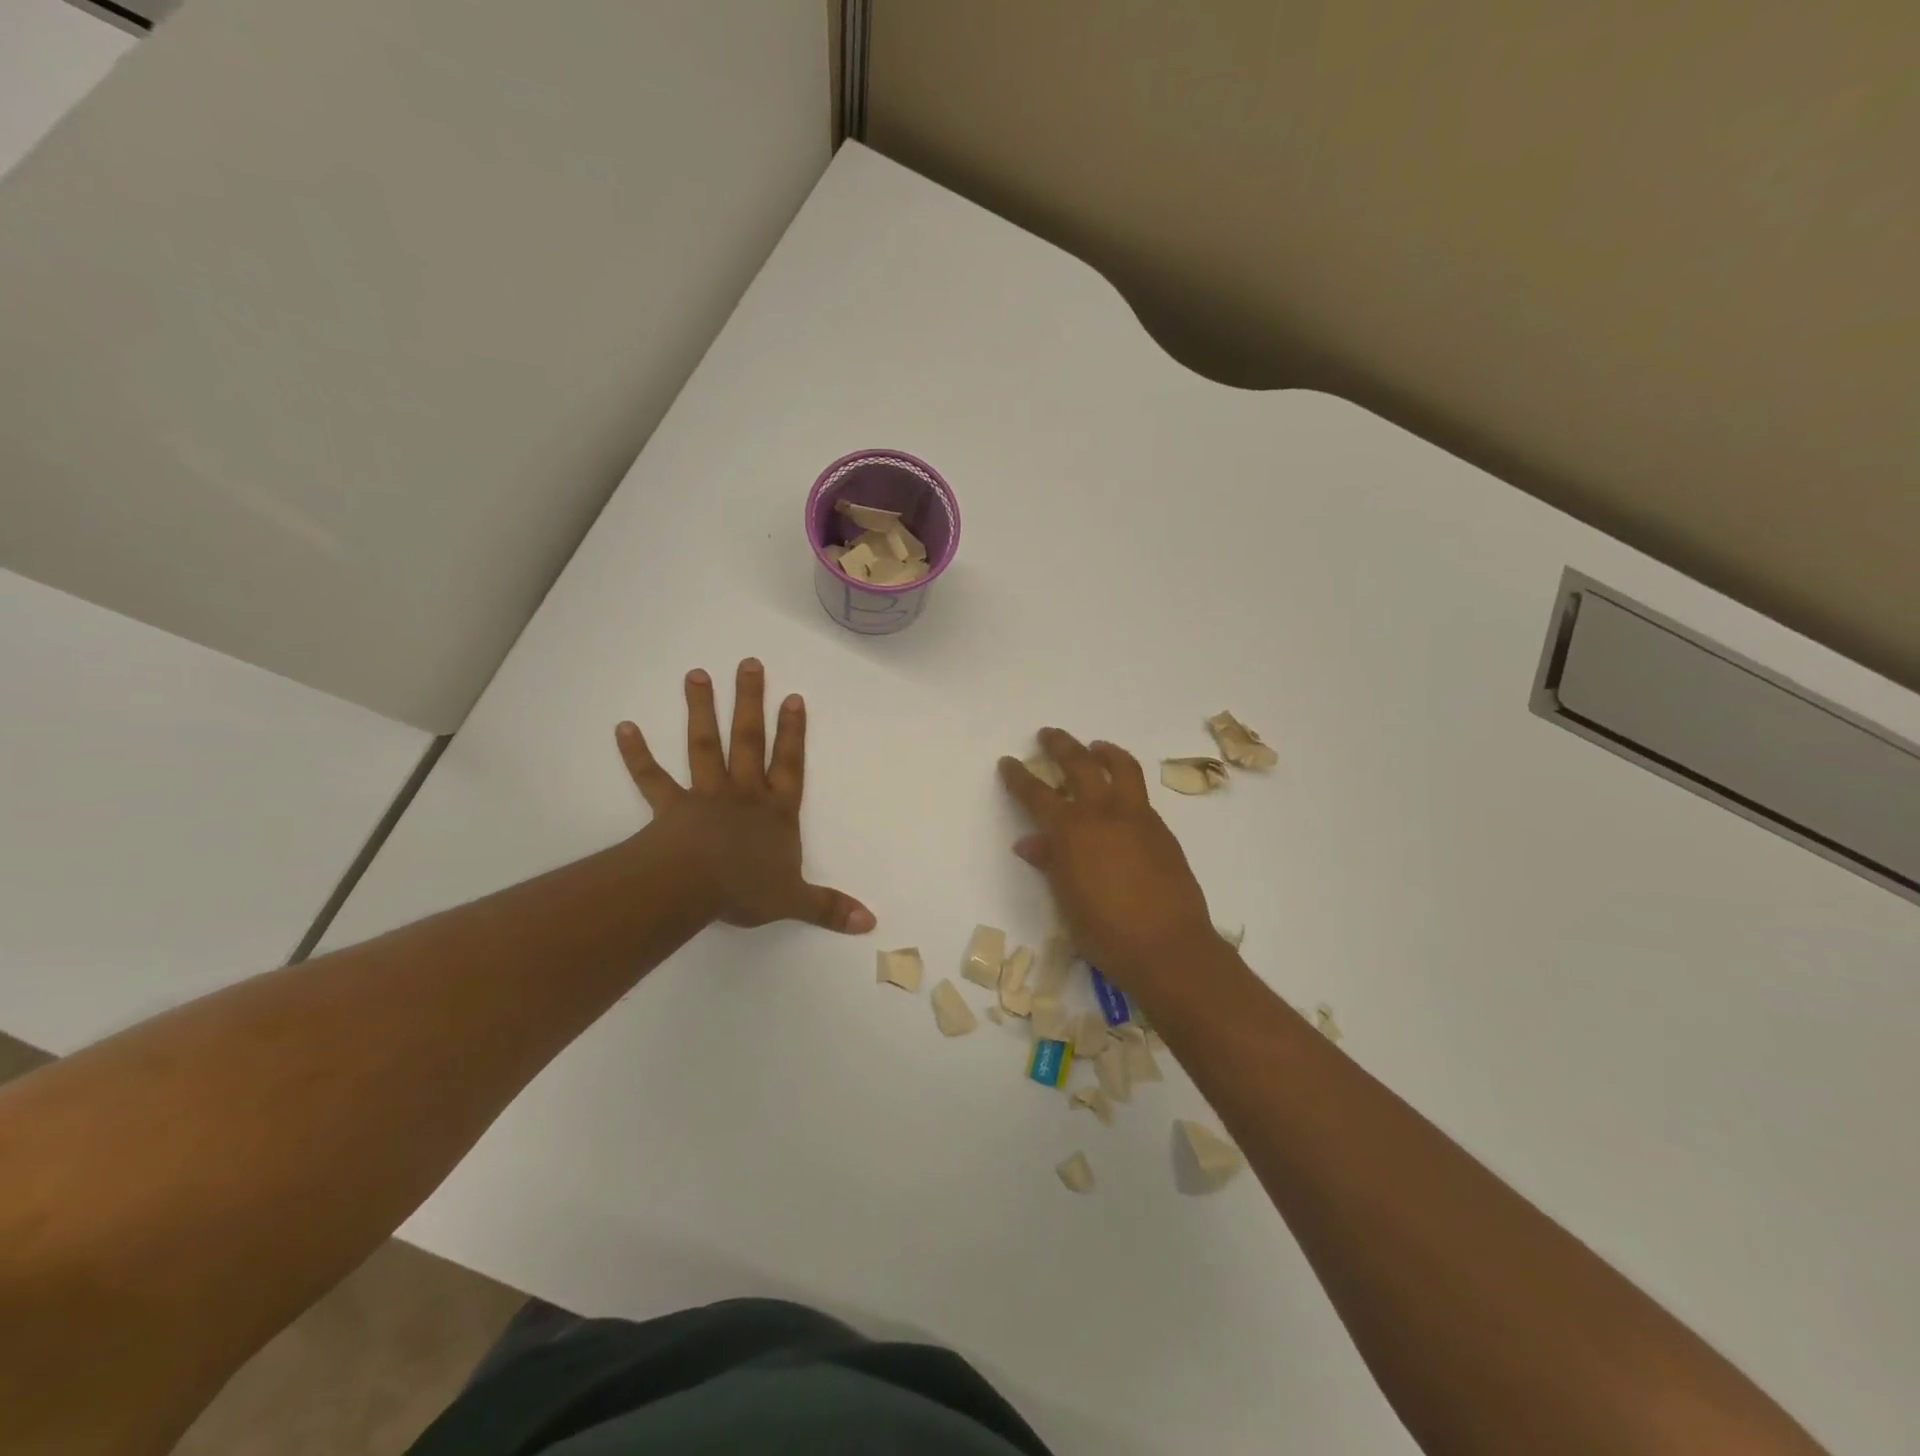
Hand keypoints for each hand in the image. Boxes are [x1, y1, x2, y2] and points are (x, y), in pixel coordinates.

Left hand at [616, 659, 874, 933]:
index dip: (793, 732)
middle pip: (749, 740)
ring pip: (705, 745)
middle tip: (748, 663)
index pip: (789, 764)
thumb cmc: (747, 889)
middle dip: (750, 702)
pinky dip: (637, 755)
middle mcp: (744, 794)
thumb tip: (871, 923)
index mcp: (776, 812)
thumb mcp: (795, 900)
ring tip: (696, 674)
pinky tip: (623, 728)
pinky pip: (652, 778)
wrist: (695, 888)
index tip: (792, 697)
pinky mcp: (671, 807)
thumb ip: (830, 908)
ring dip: (701, 710)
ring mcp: (706, 796)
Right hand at [998, 728, 1217, 989]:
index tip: (1008, 761)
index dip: (1019, 776)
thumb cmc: (1106, 933)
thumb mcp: (1066, 901)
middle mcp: (1103, 813)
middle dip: (1060, 745)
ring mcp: (1137, 817)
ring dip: (1103, 751)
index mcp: (1071, 832)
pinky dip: (1125, 782)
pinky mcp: (1161, 830)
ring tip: (1095, 747)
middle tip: (1048, 734)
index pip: (1037, 794)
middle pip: (1079, 764)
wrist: (1168, 947)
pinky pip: (1140, 794)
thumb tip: (1029, 843)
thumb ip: (1050, 863)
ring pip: (1121, 767)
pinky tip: (1120, 797)